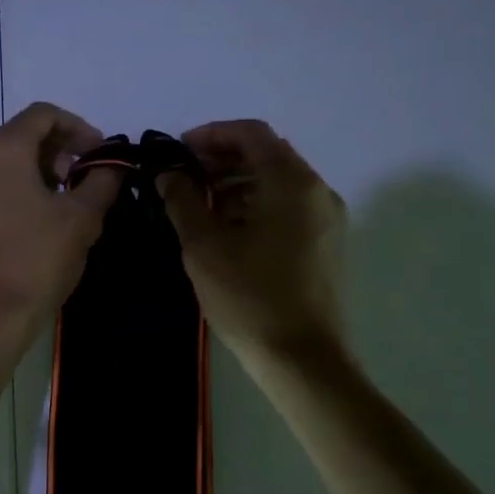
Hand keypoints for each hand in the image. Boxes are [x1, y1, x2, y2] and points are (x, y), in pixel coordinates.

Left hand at [0, 102, 122, 339]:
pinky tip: (27, 229)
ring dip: (33, 175)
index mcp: (0, 148)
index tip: (99, 155)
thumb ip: (101, 182)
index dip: (78, 128)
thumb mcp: (82, 220)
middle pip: (18, 138)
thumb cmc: (34, 260)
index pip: (43, 115)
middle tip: (82, 181)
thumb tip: (112, 167)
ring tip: (58, 206)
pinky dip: (9, 196)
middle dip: (56, 153)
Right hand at [158, 120, 347, 364]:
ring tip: (198, 204)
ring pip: (276, 182)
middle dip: (221, 158)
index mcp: (292, 182)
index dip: (211, 134)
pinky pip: (287, 206)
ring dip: (236, 182)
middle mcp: (317, 191)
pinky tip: (225, 228)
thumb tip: (168, 173)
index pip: (251, 133)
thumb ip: (183, 199)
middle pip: (266, 154)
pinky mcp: (325, 243)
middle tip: (182, 176)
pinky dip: (255, 204)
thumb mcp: (205, 246)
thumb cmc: (250, 297)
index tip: (177, 150)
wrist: (303, 360)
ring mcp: (326, 218)